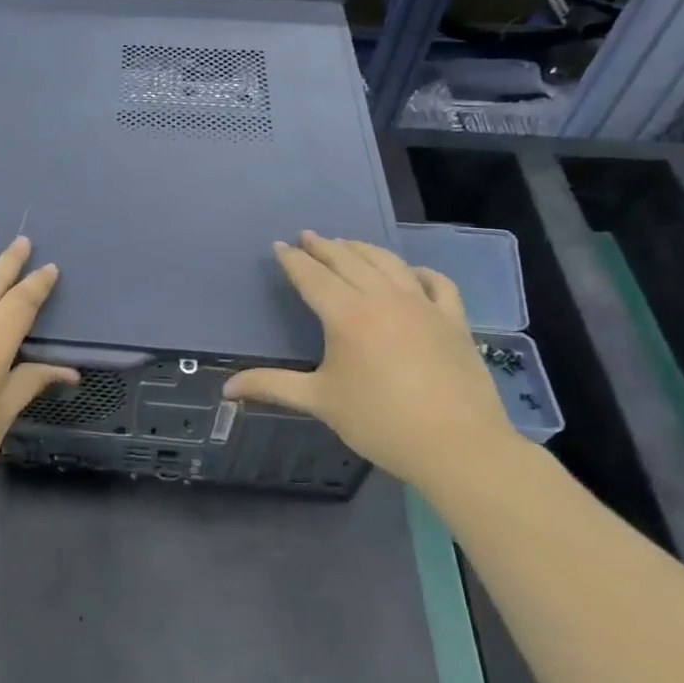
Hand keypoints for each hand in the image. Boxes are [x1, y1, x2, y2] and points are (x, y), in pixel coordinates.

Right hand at [224, 232, 519, 487]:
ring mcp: (423, 305)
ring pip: (389, 263)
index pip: (313, 277)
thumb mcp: (319, 401)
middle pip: (349, 261)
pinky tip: (409, 273)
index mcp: (347, 315)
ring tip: (347, 244)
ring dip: (363, 249)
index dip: (293, 260)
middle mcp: (383, 299)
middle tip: (307, 236)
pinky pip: (436, 282)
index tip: (279, 246)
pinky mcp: (453, 319)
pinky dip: (417, 271)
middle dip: (324, 247)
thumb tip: (226, 388)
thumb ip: (272, 386)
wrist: (457, 446)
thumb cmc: (379, 422)